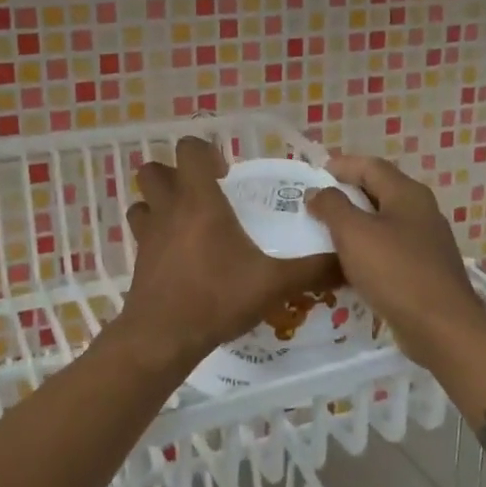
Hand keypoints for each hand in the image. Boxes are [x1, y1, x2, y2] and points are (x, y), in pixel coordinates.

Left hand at [116, 137, 343, 366]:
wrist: (164, 336)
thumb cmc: (217, 298)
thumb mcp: (274, 284)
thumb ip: (313, 270)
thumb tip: (347, 261)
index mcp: (199, 201)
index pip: (188, 150)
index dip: (205, 153)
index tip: (226, 175)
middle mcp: (169, 209)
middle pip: (154, 169)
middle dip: (175, 174)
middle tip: (204, 195)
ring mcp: (148, 234)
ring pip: (142, 200)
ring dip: (160, 202)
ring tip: (187, 221)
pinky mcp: (138, 259)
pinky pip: (141, 232)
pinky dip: (154, 233)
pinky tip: (178, 254)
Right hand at [304, 154, 485, 369]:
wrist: (442, 329)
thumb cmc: (396, 272)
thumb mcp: (354, 233)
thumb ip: (332, 206)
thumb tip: (318, 192)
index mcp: (407, 194)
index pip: (370, 166)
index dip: (340, 166)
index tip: (312, 175)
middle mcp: (420, 211)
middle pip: (378, 191)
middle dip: (345, 195)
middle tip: (313, 205)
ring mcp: (425, 242)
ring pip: (383, 222)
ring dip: (353, 224)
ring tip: (323, 234)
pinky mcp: (424, 270)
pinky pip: (389, 249)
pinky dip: (366, 250)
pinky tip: (347, 266)